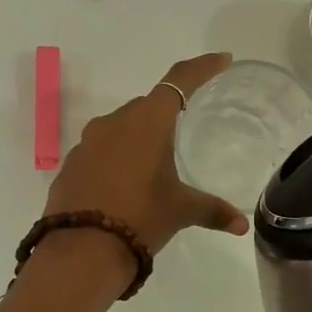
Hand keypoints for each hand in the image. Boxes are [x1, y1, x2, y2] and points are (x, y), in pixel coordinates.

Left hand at [42, 52, 249, 256]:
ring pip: (119, 129)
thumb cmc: (141, 218)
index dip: (202, 68)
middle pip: (146, 106)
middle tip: (182, 132)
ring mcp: (87, 143)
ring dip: (137, 139)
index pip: (179, 81)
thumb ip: (212, 211)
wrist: (82, 250)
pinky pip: (99, 152)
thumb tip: (241, 225)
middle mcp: (114, 123)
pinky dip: (114, 160)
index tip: (221, 60)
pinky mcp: (70, 165)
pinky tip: (122, 186)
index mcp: (147, 122)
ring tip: (152, 167)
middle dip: (165, 115)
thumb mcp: (181, 211)